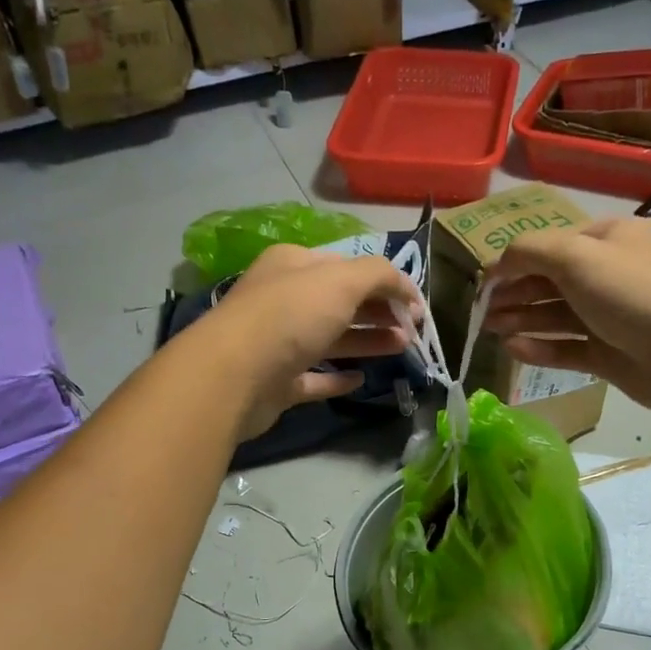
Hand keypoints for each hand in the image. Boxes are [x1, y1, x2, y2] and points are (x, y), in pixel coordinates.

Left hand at [199, 242, 418, 440]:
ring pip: (331, 339)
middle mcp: (284, 300)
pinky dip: (338, 378)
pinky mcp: (277, 383)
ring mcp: (279, 344)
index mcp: (294, 265)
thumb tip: (405, 287)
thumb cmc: (289, 317)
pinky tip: (361, 379)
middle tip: (414, 330)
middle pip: (341, 302)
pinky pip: (313, 378)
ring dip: (368, 340)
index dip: (385, 282)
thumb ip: (379, 275)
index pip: (347, 267)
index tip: (416, 305)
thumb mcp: (341, 281)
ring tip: (403, 349)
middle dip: (380, 312)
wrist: (234, 376)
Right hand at [484, 219, 650, 421]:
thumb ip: (528, 252)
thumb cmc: (632, 293)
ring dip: (521, 319)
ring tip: (489, 330)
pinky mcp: (608, 355)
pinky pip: (566, 348)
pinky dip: (540, 347)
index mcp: (605, 240)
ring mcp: (607, 317)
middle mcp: (606, 275)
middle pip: (549, 281)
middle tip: (481, 312)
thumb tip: (497, 265)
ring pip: (555, 316)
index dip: (513, 262)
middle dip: (514, 293)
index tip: (482, 283)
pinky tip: (513, 349)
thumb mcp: (576, 256)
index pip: (548, 246)